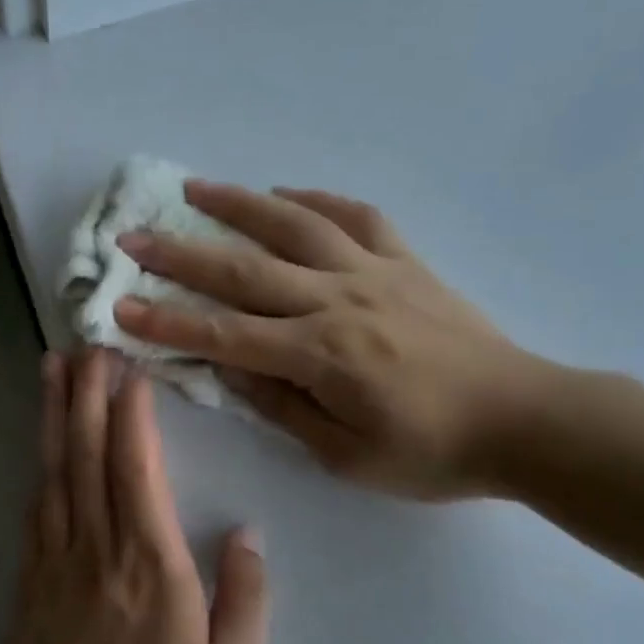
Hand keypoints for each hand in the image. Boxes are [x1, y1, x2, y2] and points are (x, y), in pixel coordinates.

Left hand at [8, 349, 268, 643]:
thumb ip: (245, 600)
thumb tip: (246, 534)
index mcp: (152, 565)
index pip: (137, 468)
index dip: (130, 412)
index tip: (129, 368)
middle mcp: (100, 549)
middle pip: (88, 455)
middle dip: (86, 394)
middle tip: (84, 344)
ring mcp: (58, 564)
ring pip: (55, 473)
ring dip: (54, 417)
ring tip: (50, 369)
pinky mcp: (32, 586)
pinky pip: (36, 511)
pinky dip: (39, 467)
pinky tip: (40, 446)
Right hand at [113, 181, 548, 500]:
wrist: (525, 419)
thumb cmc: (431, 452)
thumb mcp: (345, 455)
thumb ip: (281, 406)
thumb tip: (227, 367)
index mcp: (320, 355)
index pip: (224, 335)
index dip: (167, 323)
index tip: (119, 308)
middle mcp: (338, 300)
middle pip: (245, 269)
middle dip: (180, 253)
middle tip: (132, 235)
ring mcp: (374, 272)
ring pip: (295, 225)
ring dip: (239, 204)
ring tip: (194, 189)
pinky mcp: (405, 262)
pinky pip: (356, 217)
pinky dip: (316, 200)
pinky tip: (285, 194)